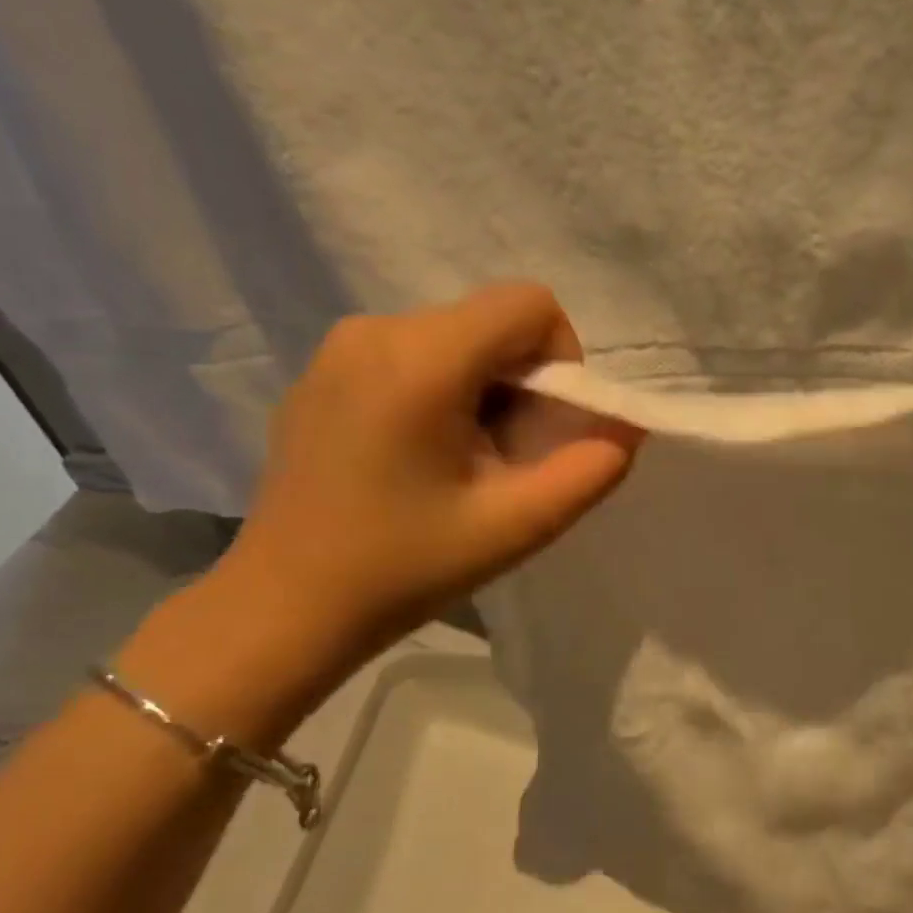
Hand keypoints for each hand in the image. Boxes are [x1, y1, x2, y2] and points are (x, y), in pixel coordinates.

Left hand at [219, 283, 638, 656]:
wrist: (283, 607)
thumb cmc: (403, 568)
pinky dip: (444, 390)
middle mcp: (377, 330)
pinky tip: (418, 456)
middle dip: (523, 383)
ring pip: (459, 337)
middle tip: (503, 459)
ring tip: (462, 462)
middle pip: (494, 322)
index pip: (530, 305)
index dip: (561, 359)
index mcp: (422, 359)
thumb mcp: (517, 526)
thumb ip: (591, 470)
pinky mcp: (324, 369)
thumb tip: (629, 426)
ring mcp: (341, 346)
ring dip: (486, 389)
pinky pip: (416, 352)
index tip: (542, 428)